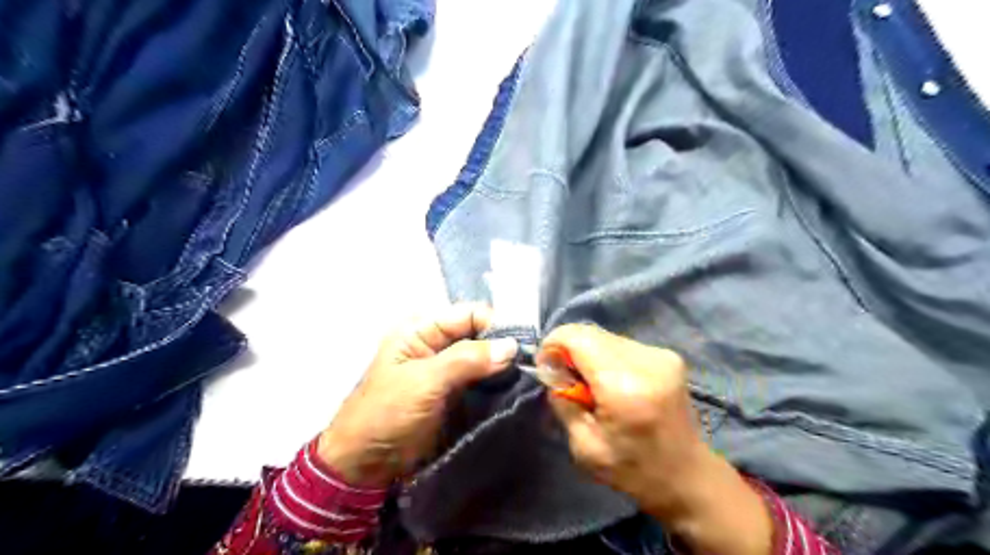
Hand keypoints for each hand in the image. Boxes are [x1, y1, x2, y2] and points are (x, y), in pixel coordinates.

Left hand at [317, 304, 518, 485]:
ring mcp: (446, 368)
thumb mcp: (425, 381)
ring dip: (502, 365)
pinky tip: (514, 388)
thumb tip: (512, 345)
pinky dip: (497, 382)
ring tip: (528, 377)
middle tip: (531, 363)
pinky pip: (481, 379)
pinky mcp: (454, 392)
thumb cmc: (387, 414)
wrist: (364, 464)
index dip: (495, 324)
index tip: (523, 344)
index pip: (468, 314)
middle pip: (478, 333)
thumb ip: (467, 359)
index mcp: (421, 329)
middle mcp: (436, 343)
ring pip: (483, 357)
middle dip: (502, 345)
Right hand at [540, 326, 772, 554]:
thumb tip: (550, 368)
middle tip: (566, 380)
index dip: (553, 345)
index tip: (547, 369)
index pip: (577, 337)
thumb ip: (562, 400)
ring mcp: (660, 355)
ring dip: (588, 353)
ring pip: (605, 336)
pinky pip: (622, 344)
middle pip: (590, 333)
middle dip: (569, 350)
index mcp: (623, 386)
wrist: (688, 477)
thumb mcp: (584, 446)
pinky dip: (606, 357)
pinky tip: (610, 383)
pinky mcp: (667, 356)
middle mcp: (645, 361)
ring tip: (590, 385)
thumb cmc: (633, 470)